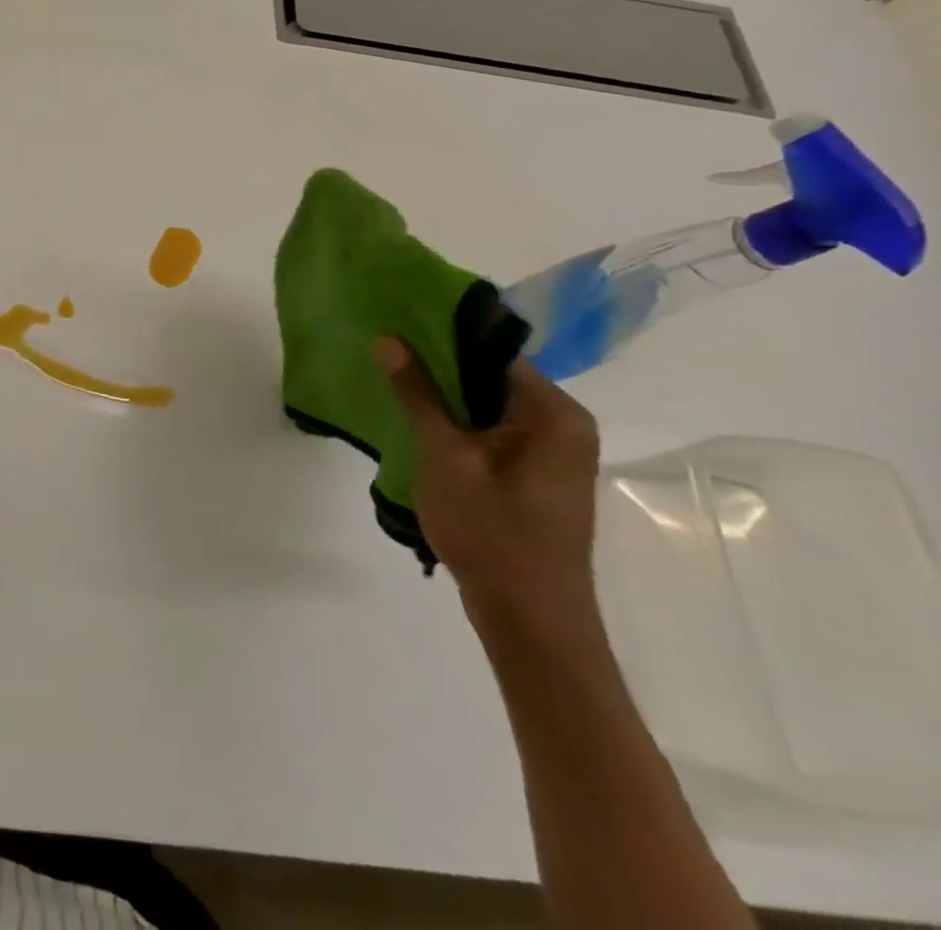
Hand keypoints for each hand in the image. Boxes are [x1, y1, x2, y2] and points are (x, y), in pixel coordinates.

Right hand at [377, 337, 601, 634]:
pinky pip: (493, 431)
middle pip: (491, 376)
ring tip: (392, 384)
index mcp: (554, 413)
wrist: (530, 620)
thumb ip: (419, 395)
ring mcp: (553, 452)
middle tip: (383, 354)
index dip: (441, 336)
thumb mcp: (445, 457)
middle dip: (438, 366)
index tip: (394, 327)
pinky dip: (458, 424)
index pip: (492, 352)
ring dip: (444, 397)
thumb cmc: (492, 532)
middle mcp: (563, 425)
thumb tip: (389, 339)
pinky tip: (419, 425)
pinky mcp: (536, 474)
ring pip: (488, 405)